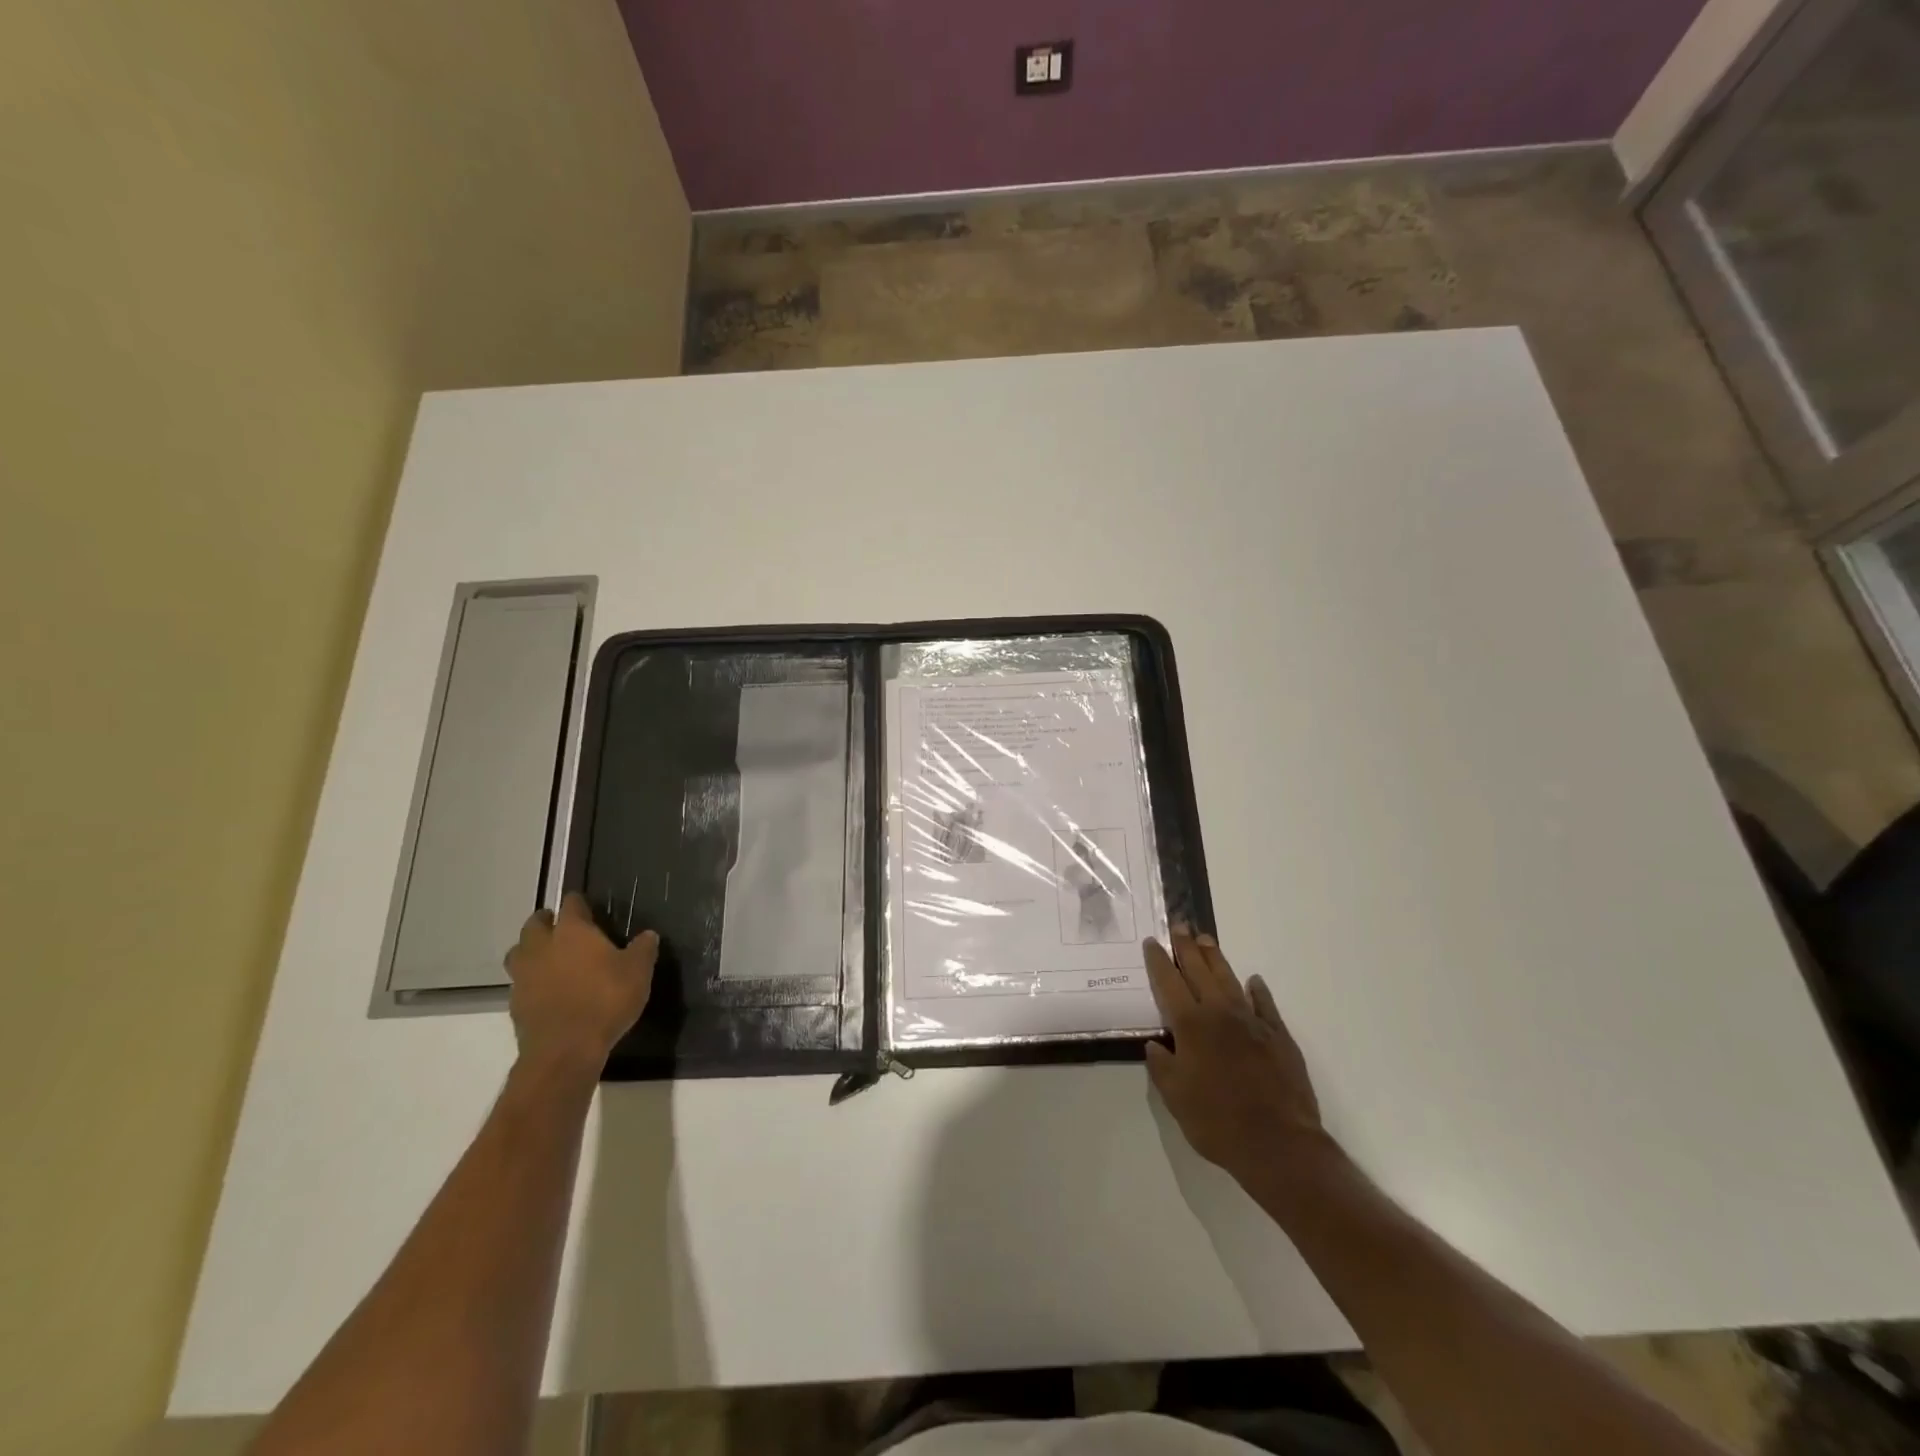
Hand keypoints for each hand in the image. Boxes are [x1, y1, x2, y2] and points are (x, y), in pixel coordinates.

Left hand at [505, 893, 657, 1070]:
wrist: (565, 1050)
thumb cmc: (605, 1000)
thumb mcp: (638, 972)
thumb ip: (643, 949)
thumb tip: (649, 935)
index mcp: (572, 931)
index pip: (571, 904)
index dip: (580, 903)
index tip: (588, 907)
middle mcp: (542, 946)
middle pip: (534, 924)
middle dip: (547, 922)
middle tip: (564, 930)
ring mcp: (523, 975)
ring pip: (519, 952)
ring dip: (532, 951)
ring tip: (551, 959)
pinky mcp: (515, 1003)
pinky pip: (520, 982)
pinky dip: (531, 981)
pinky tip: (549, 991)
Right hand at [1143, 931, 1327, 1185]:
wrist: (1279, 1145)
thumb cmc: (1218, 1122)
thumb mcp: (1175, 1098)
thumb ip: (1161, 1066)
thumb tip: (1156, 1044)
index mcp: (1191, 1025)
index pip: (1169, 982)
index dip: (1158, 961)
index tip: (1153, 942)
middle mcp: (1220, 1013)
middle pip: (1199, 971)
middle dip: (1186, 947)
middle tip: (1179, 925)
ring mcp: (1252, 1022)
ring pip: (1230, 980)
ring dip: (1216, 959)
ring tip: (1206, 940)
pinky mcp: (1279, 1036)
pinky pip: (1265, 1005)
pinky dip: (1257, 991)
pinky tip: (1253, 982)